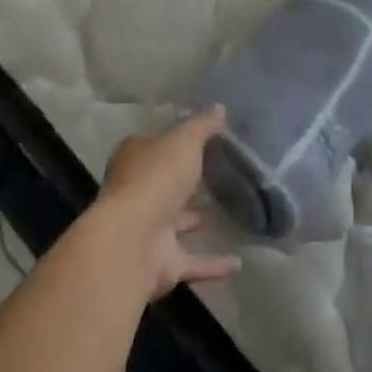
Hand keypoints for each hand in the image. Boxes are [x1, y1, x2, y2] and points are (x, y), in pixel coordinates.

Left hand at [94, 108, 241, 300]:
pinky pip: (193, 260)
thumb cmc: (156, 178)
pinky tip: (239, 263)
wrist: (133, 241)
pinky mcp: (162, 262)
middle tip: (213, 175)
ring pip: (175, 223)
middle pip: (162, 183)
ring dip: (193, 220)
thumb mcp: (184, 141)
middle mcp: (138, 192)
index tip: (197, 141)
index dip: (171, 142)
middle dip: (181, 181)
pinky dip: (214, 263)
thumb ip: (202, 126)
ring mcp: (148, 229)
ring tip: (224, 213)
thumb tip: (219, 107)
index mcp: (135, 159)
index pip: (153, 145)